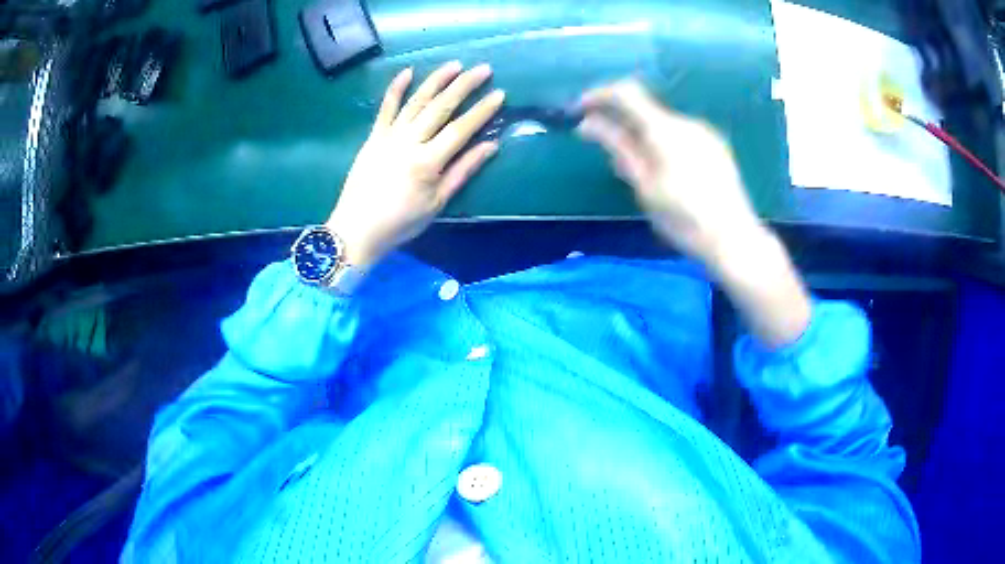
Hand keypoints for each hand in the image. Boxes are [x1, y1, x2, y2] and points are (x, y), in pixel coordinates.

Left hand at [327, 62, 504, 268]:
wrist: (356, 229)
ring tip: (455, 65)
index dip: (482, 111)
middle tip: (483, 69)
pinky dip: (396, 89)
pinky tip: (408, 71)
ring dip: (436, 81)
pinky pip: (385, 108)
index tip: (499, 94)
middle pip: (440, 108)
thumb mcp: (437, 203)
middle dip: (464, 86)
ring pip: (416, 102)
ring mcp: (389, 136)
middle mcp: (409, 142)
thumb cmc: (401, 222)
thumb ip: (463, 171)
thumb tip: (490, 146)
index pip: (460, 129)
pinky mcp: (373, 136)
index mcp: (428, 162)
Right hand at [579, 80, 810, 346]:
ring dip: (643, 137)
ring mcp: (705, 134)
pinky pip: (681, 136)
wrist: (734, 240)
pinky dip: (664, 145)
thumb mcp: (644, 186)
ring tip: (641, 175)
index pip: (626, 93)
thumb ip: (618, 147)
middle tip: (609, 156)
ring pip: (663, 125)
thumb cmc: (684, 219)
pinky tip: (669, 177)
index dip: (599, 96)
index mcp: (666, 130)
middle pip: (645, 110)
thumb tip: (589, 122)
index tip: (580, 111)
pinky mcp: (716, 147)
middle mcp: (686, 122)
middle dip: (621, 124)